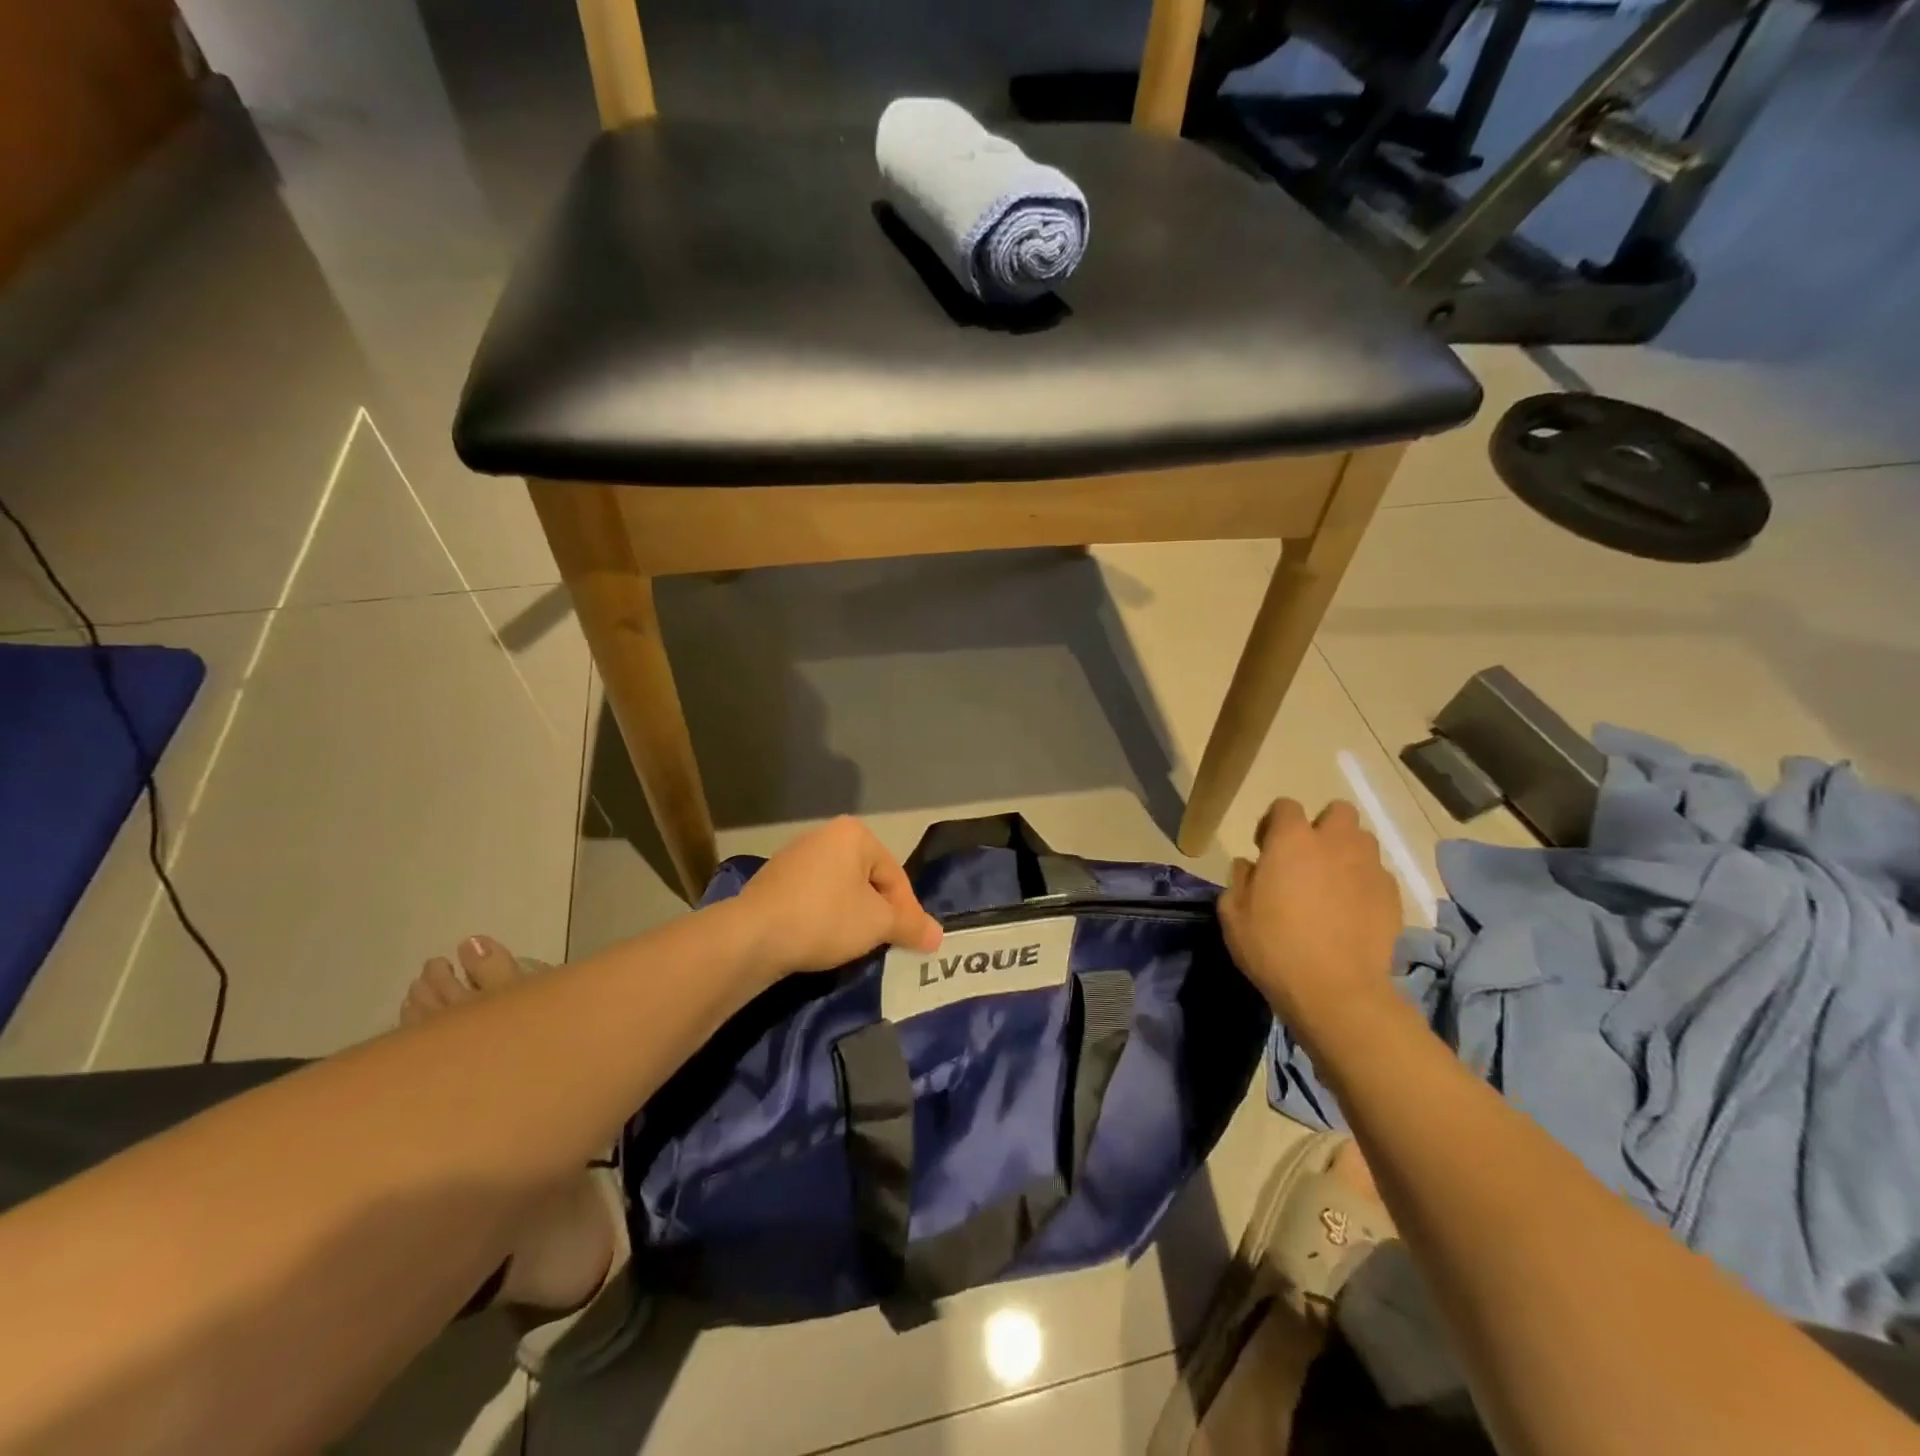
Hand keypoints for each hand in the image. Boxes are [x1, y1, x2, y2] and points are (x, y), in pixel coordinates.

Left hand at [732, 817, 942, 979]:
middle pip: (867, 880)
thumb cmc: (825, 918)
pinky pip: (812, 898)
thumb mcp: (878, 924)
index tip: (912, 942)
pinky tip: (822, 942)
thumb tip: (939, 936)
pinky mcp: (772, 881)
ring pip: (840, 890)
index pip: (894, 875)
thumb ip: (911, 926)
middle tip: (886, 944)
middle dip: (879, 913)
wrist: (753, 935)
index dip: (907, 911)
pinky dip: (824, 918)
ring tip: (855, 947)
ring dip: (852, 917)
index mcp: (854, 834)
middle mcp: (823, 835)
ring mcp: (794, 857)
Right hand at [1220, 799, 1404, 1033]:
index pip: (1285, 806)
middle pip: (1337, 811)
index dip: (1273, 823)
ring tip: (1332, 883)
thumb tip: (1250, 866)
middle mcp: (1335, 843)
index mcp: (1292, 840)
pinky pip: (1377, 874)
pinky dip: (1364, 883)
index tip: (1265, 850)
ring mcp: (1369, 868)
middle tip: (1306, 859)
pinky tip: (1351, 911)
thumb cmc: (1274, 947)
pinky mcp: (1392, 896)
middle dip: (1322, 827)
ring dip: (1346, 852)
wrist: (1336, 992)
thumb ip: (1239, 880)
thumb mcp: (1233, 915)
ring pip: (1362, 841)